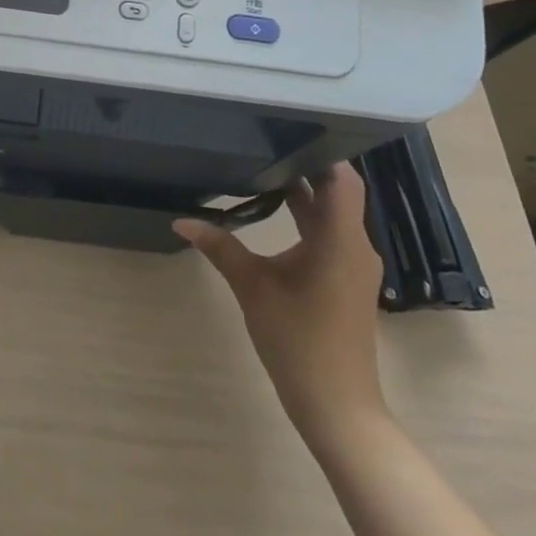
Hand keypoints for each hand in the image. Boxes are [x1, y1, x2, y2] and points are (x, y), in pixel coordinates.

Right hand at [175, 164, 386, 444]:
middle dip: (304, 165)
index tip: (287, 128)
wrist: (336, 406)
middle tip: (264, 139)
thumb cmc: (297, 340)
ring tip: (264, 165)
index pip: (341, 178)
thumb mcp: (252, 287)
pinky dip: (307, 216)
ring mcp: (354, 264)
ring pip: (333, 212)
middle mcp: (354, 245)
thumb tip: (181, 219)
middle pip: (336, 191)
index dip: (320, 151)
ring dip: (305, 191)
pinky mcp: (347, 279)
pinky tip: (276, 209)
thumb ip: (219, 246)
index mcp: (340, 239)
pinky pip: (331, 233)